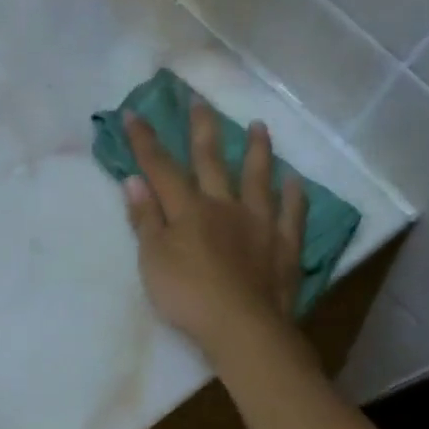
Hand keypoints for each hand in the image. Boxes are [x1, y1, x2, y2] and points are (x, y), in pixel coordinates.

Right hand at [121, 99, 307, 358]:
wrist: (241, 327)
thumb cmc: (187, 295)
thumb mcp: (152, 260)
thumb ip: (144, 220)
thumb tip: (134, 181)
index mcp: (188, 210)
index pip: (160, 168)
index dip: (145, 141)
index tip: (134, 113)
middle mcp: (224, 206)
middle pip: (211, 161)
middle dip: (202, 129)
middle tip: (200, 101)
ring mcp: (259, 223)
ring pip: (257, 178)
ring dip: (257, 151)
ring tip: (260, 126)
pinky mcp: (284, 245)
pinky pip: (292, 214)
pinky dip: (294, 196)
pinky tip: (295, 181)